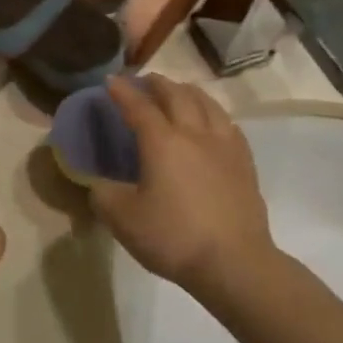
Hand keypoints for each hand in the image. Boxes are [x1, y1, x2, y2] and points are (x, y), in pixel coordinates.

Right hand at [90, 76, 276, 301]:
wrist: (234, 262)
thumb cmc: (174, 237)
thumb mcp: (123, 220)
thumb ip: (103, 196)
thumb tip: (97, 184)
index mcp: (162, 141)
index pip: (138, 106)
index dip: (122, 91)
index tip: (110, 80)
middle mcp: (194, 133)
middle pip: (176, 95)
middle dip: (157, 83)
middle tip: (144, 81)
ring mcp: (224, 145)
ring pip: (207, 103)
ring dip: (188, 91)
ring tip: (179, 91)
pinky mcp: (245, 163)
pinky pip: (228, 124)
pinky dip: (213, 113)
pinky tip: (213, 122)